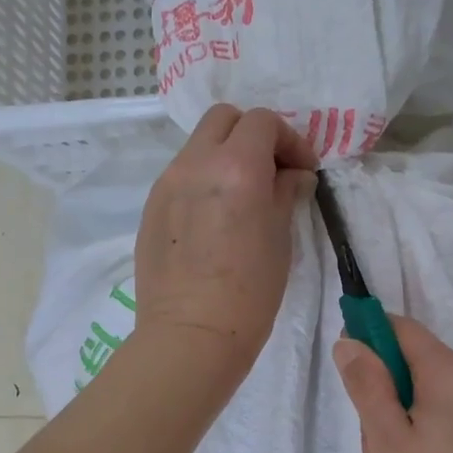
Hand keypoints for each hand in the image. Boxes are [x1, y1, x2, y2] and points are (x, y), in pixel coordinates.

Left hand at [132, 105, 315, 391]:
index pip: (262, 122)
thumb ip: (286, 193)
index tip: (302, 170)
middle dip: (251, 135)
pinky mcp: (150, 208)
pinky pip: (180, 176)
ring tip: (240, 197)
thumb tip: (292, 174)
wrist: (192, 334)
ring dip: (224, 156)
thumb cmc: (250, 291)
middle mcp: (195, 163)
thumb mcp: (281, 238)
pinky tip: (213, 219)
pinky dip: (202, 181)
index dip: (289, 139)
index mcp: (236, 165)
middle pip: (223, 118)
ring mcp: (166, 184)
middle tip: (270, 170)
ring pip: (198, 146)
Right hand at [333, 315, 452, 452]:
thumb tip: (350, 342)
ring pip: (438, 398)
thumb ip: (367, 386)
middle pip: (420, 367)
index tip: (348, 372)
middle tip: (373, 447)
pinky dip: (436, 436)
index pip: (404, 330)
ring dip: (409, 421)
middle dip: (388, 395)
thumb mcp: (389, 442)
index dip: (369, 338)